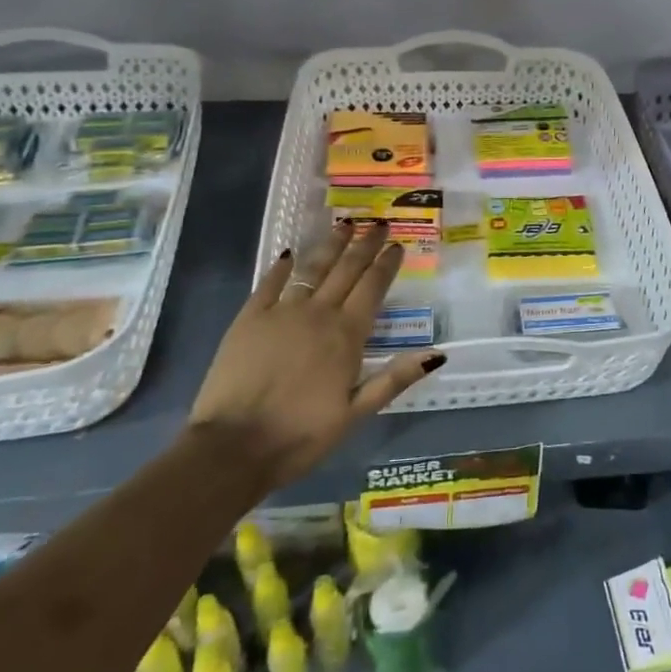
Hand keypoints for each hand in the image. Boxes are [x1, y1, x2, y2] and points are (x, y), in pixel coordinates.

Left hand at [189, 221, 443, 485]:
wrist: (233, 447)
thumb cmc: (300, 436)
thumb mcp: (355, 414)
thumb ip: (394, 379)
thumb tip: (437, 354)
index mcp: (347, 335)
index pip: (373, 288)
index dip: (386, 264)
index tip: (397, 244)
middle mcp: (318, 313)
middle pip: (347, 270)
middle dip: (365, 245)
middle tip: (378, 223)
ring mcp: (282, 312)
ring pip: (313, 268)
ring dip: (331, 245)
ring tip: (345, 224)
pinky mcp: (249, 318)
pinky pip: (270, 283)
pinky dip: (282, 267)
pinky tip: (289, 254)